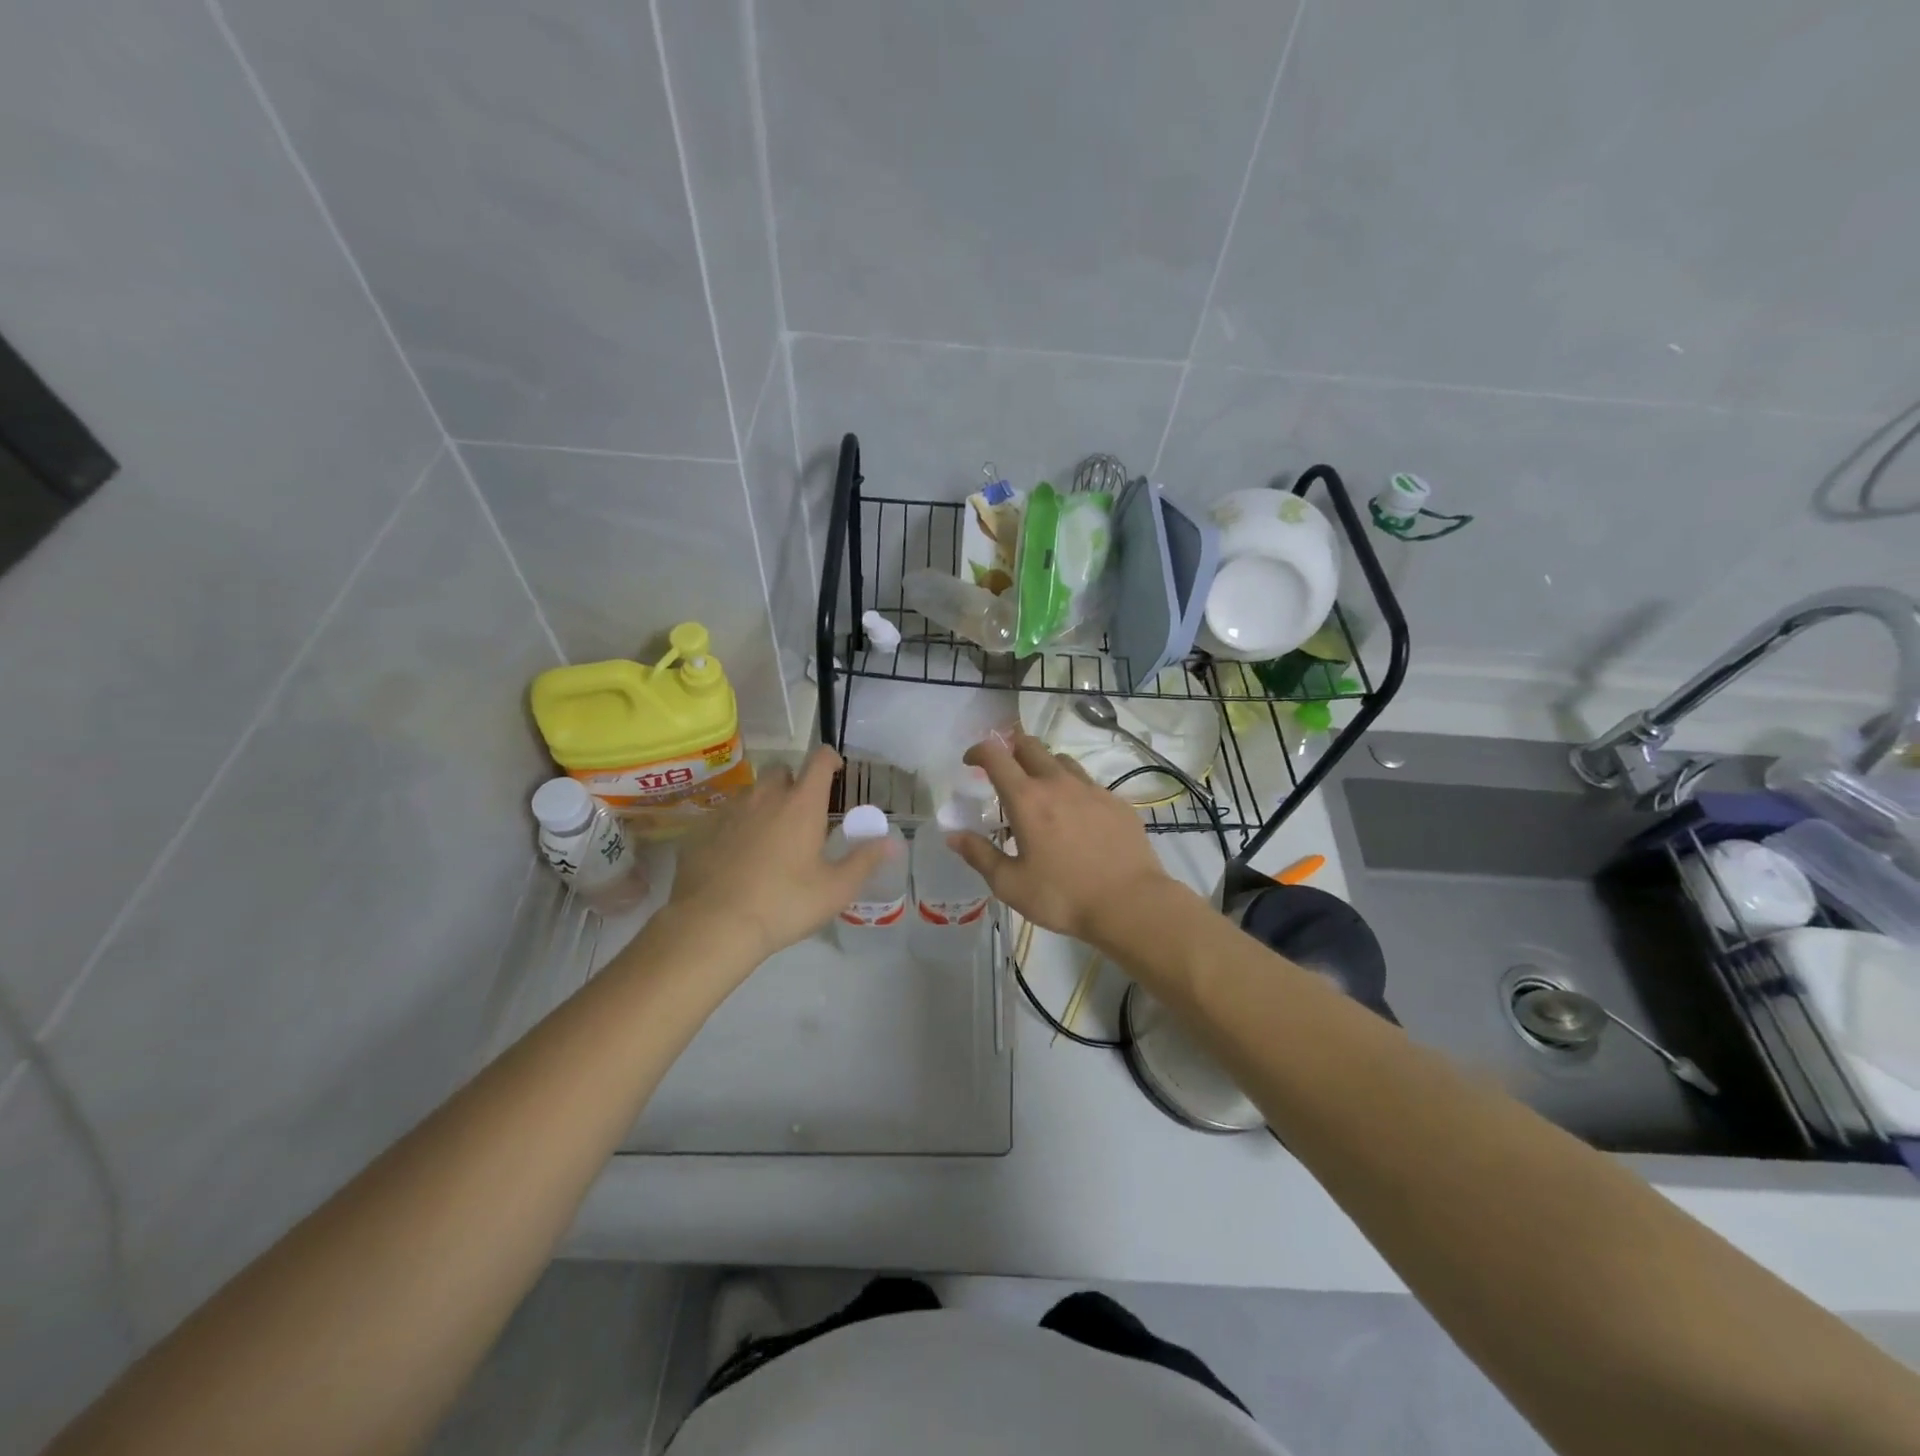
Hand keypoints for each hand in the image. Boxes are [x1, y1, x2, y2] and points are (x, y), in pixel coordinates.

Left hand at [667, 747, 892, 960]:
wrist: (713, 926)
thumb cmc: (784, 904)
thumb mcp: (835, 889)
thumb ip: (865, 860)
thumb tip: (893, 842)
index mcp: (801, 805)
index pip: (818, 761)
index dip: (829, 759)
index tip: (835, 770)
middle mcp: (764, 797)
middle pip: (781, 771)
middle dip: (794, 782)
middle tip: (802, 813)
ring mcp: (729, 812)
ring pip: (751, 792)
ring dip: (764, 803)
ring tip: (770, 835)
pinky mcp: (702, 831)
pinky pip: (725, 816)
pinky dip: (736, 826)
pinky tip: (738, 856)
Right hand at [947, 733, 1177, 944]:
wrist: (1130, 903)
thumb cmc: (1063, 896)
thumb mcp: (1010, 884)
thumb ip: (979, 855)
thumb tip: (953, 836)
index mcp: (1027, 799)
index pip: (996, 755)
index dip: (978, 751)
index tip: (970, 762)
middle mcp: (1058, 783)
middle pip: (1030, 746)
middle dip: (1011, 748)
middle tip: (1004, 770)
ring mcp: (1091, 789)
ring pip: (1061, 761)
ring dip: (1043, 766)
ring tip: (1040, 792)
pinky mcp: (1117, 802)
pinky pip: (1088, 784)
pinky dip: (1073, 790)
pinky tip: (1076, 817)